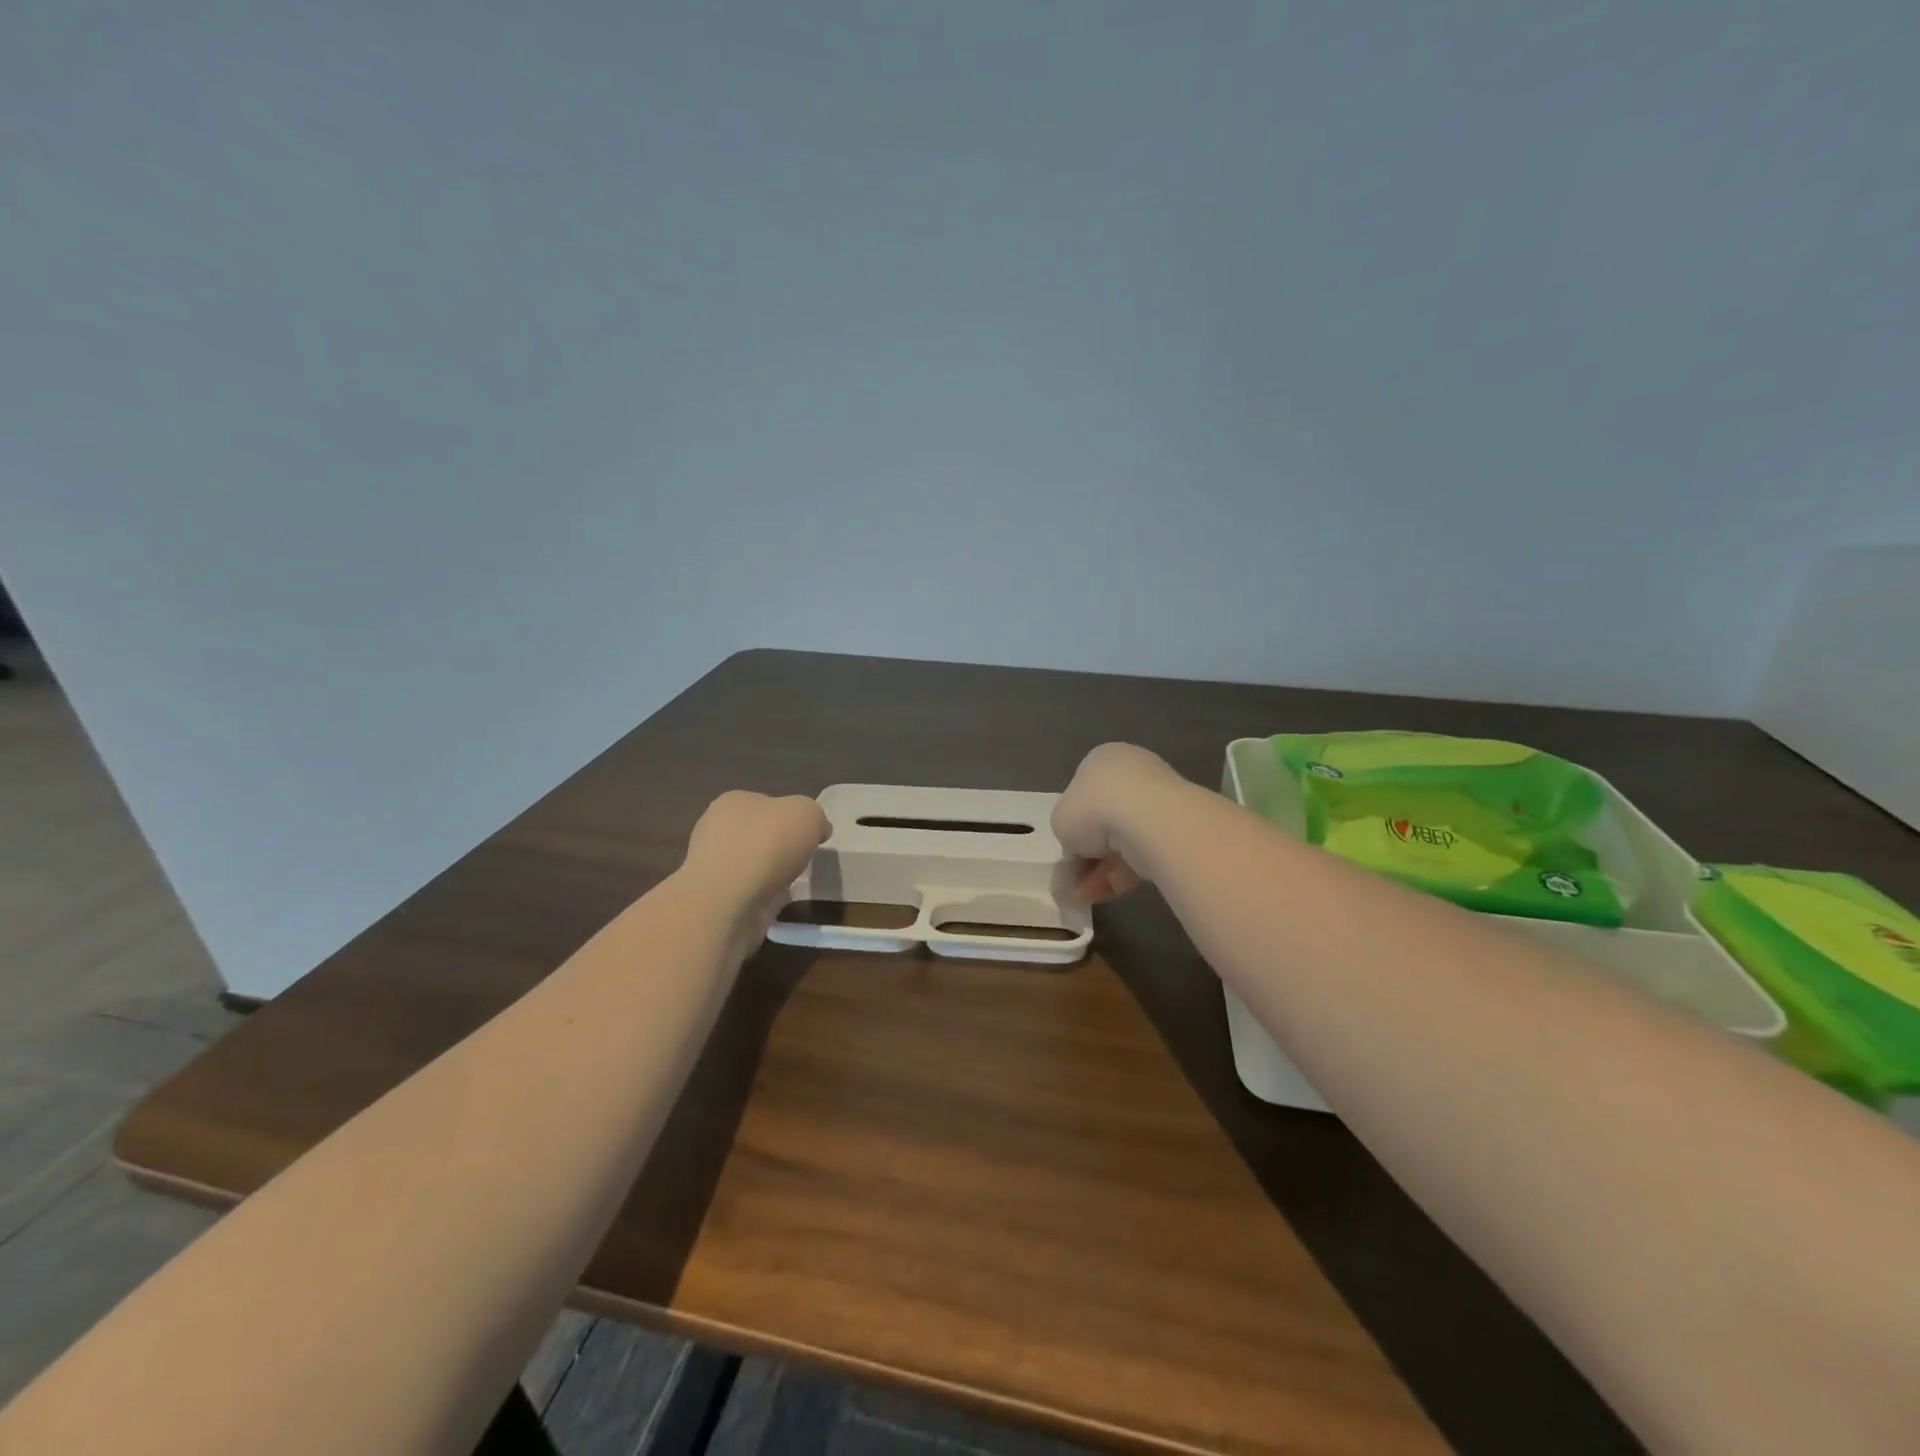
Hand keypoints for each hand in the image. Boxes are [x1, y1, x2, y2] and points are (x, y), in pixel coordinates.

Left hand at [682, 790, 829, 934]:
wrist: (727, 901)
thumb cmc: (767, 845)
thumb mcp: (808, 814)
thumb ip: (815, 817)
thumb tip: (817, 830)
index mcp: (734, 801)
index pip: (767, 803)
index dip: (791, 818)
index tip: (809, 836)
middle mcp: (716, 828)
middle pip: (757, 833)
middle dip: (778, 847)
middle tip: (802, 860)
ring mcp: (710, 865)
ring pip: (749, 864)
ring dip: (768, 873)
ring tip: (790, 884)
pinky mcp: (712, 897)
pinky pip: (744, 891)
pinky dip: (760, 896)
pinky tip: (773, 902)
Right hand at [1052, 743, 1180, 903]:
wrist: (1149, 820)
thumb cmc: (1094, 808)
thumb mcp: (1061, 820)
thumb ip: (1068, 830)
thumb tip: (1081, 846)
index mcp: (1102, 760)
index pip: (1084, 792)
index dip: (1073, 824)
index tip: (1068, 849)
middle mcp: (1133, 773)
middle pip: (1105, 818)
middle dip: (1090, 852)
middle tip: (1075, 878)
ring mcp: (1160, 800)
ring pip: (1125, 840)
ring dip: (1102, 869)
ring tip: (1084, 896)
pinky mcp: (1178, 829)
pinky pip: (1144, 853)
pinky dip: (1123, 875)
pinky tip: (1105, 895)